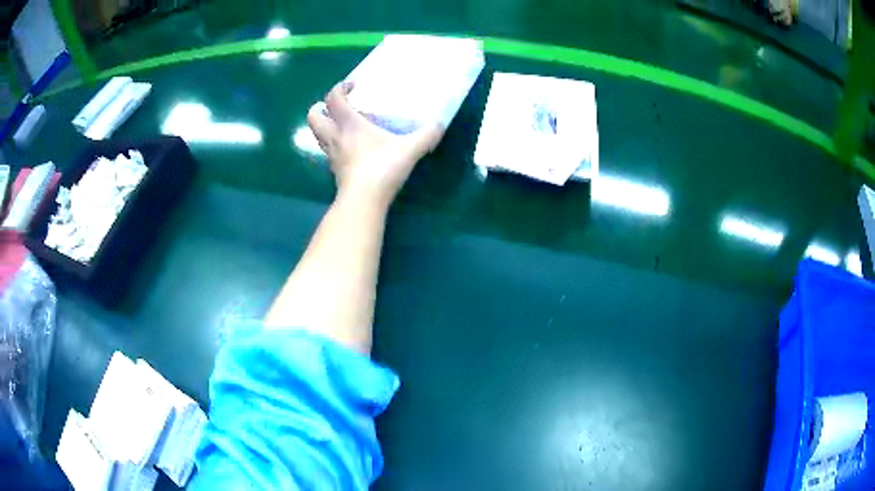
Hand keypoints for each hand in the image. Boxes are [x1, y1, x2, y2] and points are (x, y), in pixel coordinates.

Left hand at [308, 82, 444, 207]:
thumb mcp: (409, 149)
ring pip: (317, 135)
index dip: (340, 87)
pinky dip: (334, 144)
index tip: (353, 86)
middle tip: (337, 106)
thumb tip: (440, 125)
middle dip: (321, 107)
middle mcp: (335, 136)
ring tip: (342, 125)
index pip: (333, 98)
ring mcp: (332, 155)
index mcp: (348, 124)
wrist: (364, 200)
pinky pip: (328, 151)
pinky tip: (351, 148)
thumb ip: (426, 135)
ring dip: (325, 126)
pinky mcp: (335, 170)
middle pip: (313, 116)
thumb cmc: (382, 168)